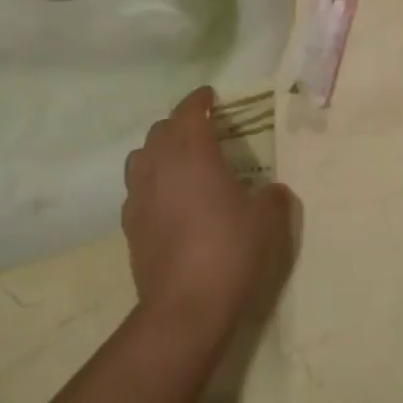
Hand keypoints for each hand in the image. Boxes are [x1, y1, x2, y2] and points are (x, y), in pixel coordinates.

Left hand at [122, 88, 295, 342]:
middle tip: (203, 131)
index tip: (210, 95)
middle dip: (180, 124)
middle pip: (161, 130)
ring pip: (141, 157)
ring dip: (160, 151)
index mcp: (192, 154)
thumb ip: (272, 197)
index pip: (189, 111)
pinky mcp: (129, 225)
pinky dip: (152, 184)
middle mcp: (159, 166)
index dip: (199, 99)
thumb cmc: (230, 251)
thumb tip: (273, 191)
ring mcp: (138, 196)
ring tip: (182, 163)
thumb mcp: (266, 221)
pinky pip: (137, 190)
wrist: (185, 306)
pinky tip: (169, 202)